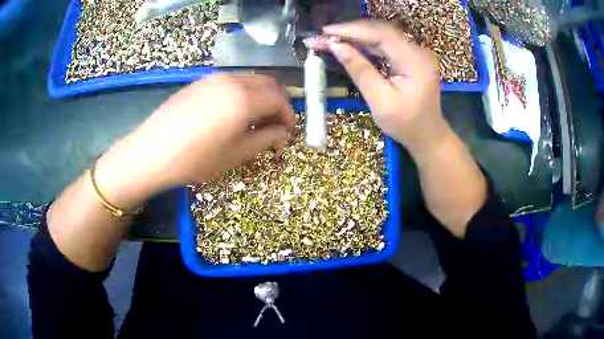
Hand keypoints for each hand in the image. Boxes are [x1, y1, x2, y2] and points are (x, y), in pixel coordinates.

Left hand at [94, 75, 295, 208]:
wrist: (151, 153)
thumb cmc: (196, 159)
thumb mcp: (237, 154)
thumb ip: (266, 139)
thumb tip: (283, 133)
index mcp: (244, 98)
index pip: (279, 99)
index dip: (289, 116)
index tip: (289, 133)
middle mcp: (232, 80)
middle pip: (267, 84)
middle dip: (277, 104)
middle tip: (274, 127)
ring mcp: (213, 79)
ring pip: (248, 81)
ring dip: (259, 98)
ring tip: (253, 122)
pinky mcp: (199, 83)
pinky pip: (229, 83)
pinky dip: (241, 95)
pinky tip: (231, 115)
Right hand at [323, 20, 450, 157]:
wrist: (428, 135)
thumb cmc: (406, 124)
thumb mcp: (380, 100)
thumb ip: (359, 70)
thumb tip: (335, 46)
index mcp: (415, 61)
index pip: (380, 35)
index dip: (351, 30)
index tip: (325, 32)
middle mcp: (418, 51)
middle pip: (381, 31)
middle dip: (351, 31)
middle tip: (324, 35)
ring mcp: (416, 53)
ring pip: (382, 35)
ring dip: (357, 36)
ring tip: (332, 38)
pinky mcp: (412, 57)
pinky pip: (387, 44)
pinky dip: (367, 43)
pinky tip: (351, 44)